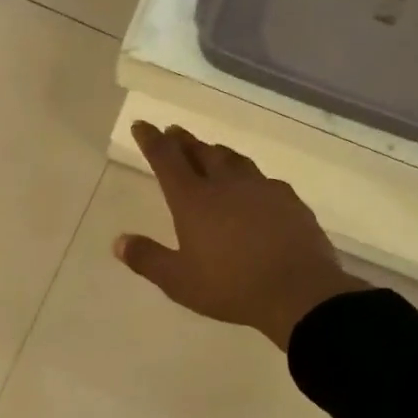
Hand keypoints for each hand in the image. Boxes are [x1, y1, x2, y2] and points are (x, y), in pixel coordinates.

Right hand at [116, 121, 363, 350]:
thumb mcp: (179, 281)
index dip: (152, 140)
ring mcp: (261, 189)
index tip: (142, 125)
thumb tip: (119, 241)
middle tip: (174, 132)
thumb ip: (148, 259)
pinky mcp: (289, 201)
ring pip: (234, 160)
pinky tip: (254, 186)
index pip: (166, 159)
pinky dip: (249, 176)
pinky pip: (264, 180)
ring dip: (217, 152)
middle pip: (201, 152)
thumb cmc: (231, 287)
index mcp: (193, 200)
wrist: (299, 292)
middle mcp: (226, 184)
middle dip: (183, 141)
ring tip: (211, 151)